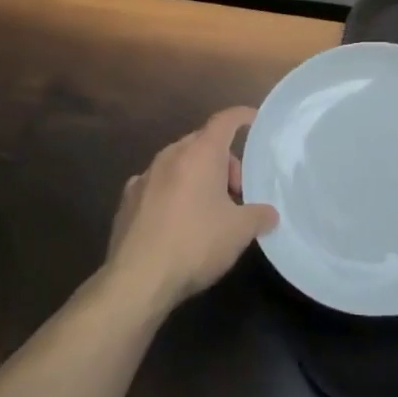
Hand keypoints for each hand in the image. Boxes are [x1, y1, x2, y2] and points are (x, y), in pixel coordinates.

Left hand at [105, 107, 277, 312]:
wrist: (137, 279)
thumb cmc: (195, 243)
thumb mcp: (239, 232)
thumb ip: (259, 216)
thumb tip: (270, 214)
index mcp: (200, 153)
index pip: (225, 120)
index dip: (243, 117)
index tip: (255, 120)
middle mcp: (171, 155)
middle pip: (204, 143)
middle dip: (224, 162)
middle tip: (237, 193)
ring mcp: (145, 176)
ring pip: (179, 163)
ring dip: (198, 177)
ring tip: (209, 209)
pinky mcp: (127, 199)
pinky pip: (158, 184)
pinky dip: (172, 192)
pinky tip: (176, 220)